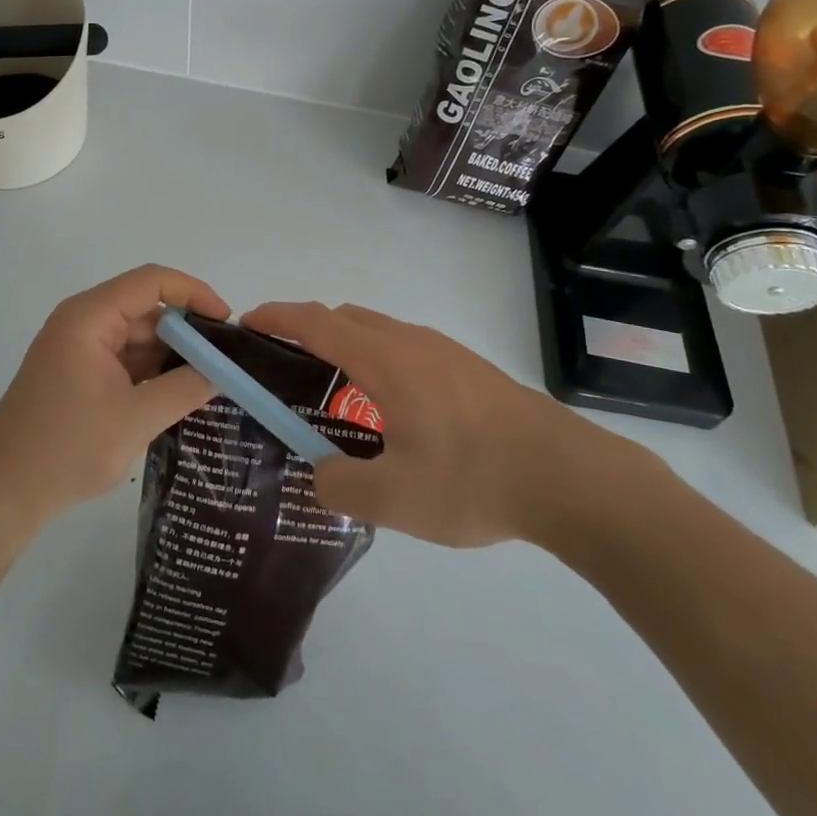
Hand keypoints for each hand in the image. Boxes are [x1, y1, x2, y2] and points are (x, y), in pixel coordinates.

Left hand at [0, 265, 227, 536]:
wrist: (2, 493)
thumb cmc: (67, 447)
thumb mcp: (137, 418)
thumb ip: (186, 388)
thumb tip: (225, 370)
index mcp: (90, 317)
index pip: (152, 281)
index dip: (194, 293)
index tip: (226, 321)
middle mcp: (83, 321)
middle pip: (146, 308)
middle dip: (187, 330)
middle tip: (226, 357)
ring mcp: (79, 348)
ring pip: (138, 336)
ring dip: (171, 354)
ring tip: (212, 377)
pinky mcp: (78, 373)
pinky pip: (125, 358)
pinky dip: (152, 371)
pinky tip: (180, 393)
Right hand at [241, 301, 651, 548]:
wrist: (570, 476)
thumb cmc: (473, 479)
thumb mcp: (394, 498)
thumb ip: (340, 486)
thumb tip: (319, 472)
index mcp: (384, 359)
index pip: (315, 322)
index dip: (276, 317)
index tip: (246, 323)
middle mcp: (409, 341)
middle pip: (344, 317)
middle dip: (307, 330)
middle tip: (285, 367)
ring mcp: (443, 350)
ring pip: (378, 330)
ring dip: (346, 346)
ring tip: (336, 395)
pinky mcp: (468, 367)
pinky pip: (405, 347)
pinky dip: (377, 359)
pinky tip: (393, 411)